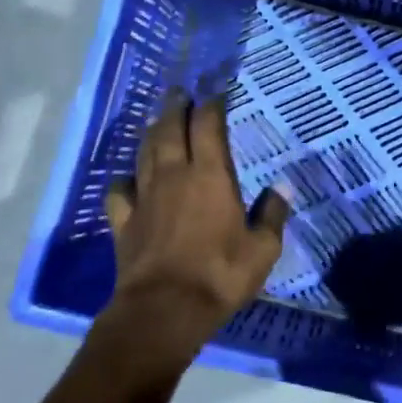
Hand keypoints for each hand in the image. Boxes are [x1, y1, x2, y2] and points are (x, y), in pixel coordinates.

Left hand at [99, 91, 290, 374]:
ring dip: (152, 132)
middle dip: (176, 107)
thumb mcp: (262, 249)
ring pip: (144, 152)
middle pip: (170, 129)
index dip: (212, 106)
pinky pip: (120, 190)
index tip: (217, 93)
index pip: (209, 127)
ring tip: (157, 120)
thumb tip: (282, 188)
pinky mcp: (124, 221)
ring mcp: (145, 197)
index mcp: (211, 176)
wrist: (164, 310)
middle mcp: (174, 176)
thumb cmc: (220, 275)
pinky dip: (125, 179)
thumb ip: (272, 214)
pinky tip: (129, 179)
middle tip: (180, 93)